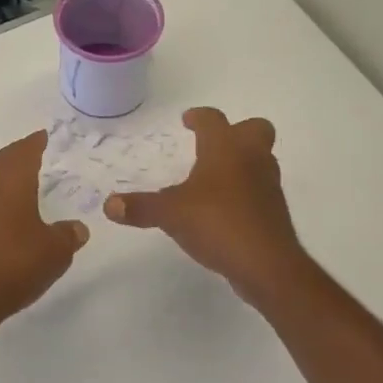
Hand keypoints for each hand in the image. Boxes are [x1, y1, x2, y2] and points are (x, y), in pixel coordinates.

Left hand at [0, 130, 88, 329]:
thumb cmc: (14, 264)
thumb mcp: (55, 252)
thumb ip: (68, 235)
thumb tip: (77, 228)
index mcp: (11, 181)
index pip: (25, 151)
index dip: (37, 142)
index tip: (45, 136)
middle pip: (3, 160)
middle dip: (19, 155)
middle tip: (36, 153)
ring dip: (4, 175)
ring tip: (22, 180)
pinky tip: (4, 213)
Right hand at [104, 107, 310, 306]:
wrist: (267, 265)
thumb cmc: (218, 223)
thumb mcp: (170, 214)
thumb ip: (140, 207)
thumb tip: (108, 205)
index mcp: (225, 148)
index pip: (213, 119)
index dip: (199, 117)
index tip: (187, 120)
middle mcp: (251, 158)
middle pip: (254, 129)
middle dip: (236, 131)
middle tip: (212, 144)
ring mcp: (268, 185)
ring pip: (261, 159)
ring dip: (242, 161)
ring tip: (215, 177)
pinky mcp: (274, 211)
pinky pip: (260, 188)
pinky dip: (245, 190)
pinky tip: (225, 208)